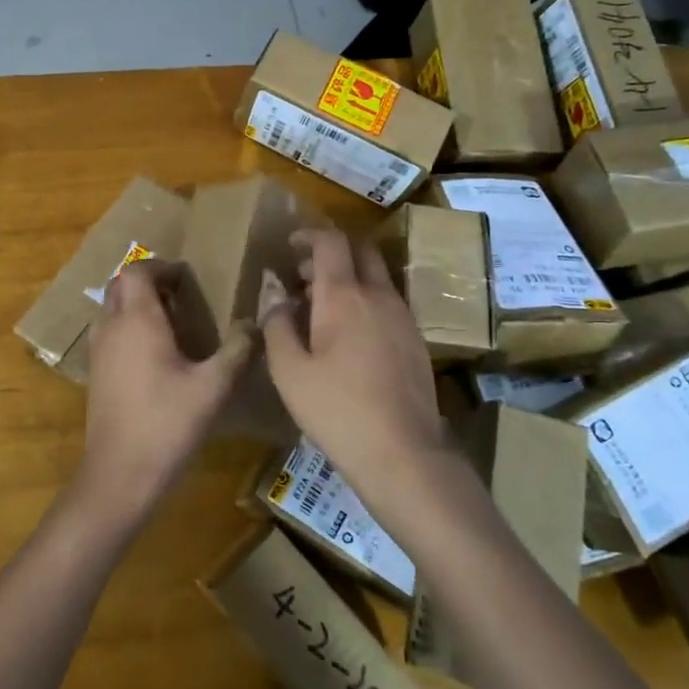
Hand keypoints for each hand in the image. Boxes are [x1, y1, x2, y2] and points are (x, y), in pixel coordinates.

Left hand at [74, 260, 252, 531]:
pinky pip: (110, 332)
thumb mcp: (214, 386)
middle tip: (182, 297)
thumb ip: (237, 349)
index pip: (137, 270)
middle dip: (149, 282)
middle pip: (120, 285)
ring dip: (137, 305)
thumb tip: (255, 323)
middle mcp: (111, 327)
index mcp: (137, 320)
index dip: (162, 267)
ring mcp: (98, 351)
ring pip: (112, 309)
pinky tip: (157, 355)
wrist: (120, 473)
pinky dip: (129, 328)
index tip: (189, 279)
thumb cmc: (168, 423)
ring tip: (173, 324)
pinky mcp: (95, 374)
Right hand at [258, 229, 445, 493]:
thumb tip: (274, 292)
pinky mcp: (415, 340)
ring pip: (376, 277)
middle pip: (361, 250)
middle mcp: (379, 296)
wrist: (403, 453)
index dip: (309, 235)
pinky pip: (386, 302)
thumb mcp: (289, 371)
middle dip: (331, 252)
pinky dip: (364, 301)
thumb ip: (276, 324)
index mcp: (344, 296)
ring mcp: (403, 317)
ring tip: (318, 308)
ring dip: (348, 278)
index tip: (290, 246)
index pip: (332, 242)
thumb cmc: (337, 411)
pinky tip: (346, 336)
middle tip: (303, 275)